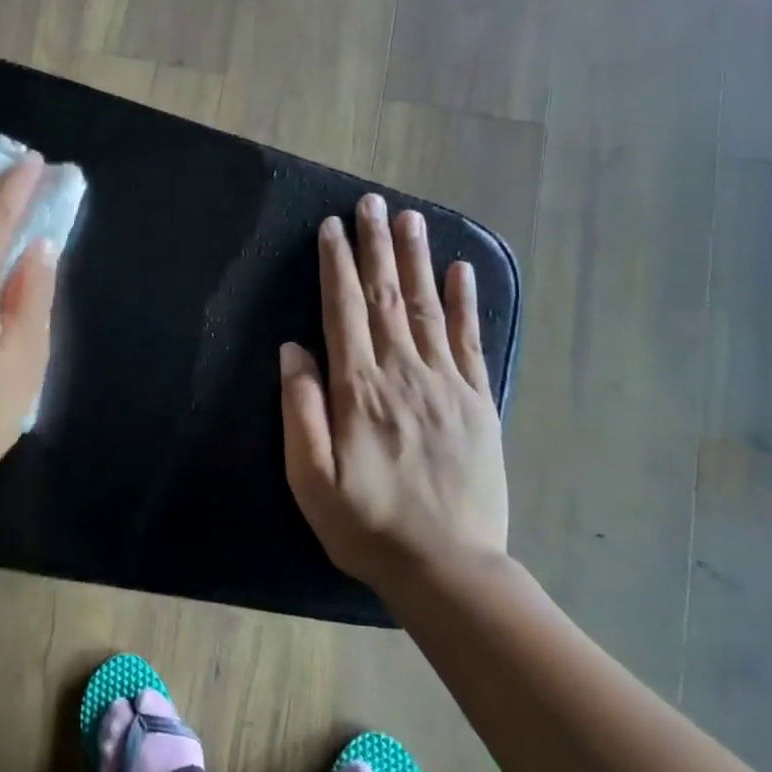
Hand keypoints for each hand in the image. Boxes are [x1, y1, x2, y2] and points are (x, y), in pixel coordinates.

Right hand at [279, 194, 508, 589]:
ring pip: (429, 308)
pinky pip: (471, 341)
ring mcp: (446, 385)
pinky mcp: (478, 402)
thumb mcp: (310, 479)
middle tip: (372, 203)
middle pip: (387, 297)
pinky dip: (467, 302)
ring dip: (417, 259)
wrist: (448, 568)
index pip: (344, 311)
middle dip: (376, 246)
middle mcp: (403, 374)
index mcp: (359, 390)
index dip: (337, 266)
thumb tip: (293, 349)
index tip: (332, 227)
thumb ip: (302, 409)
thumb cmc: (366, 524)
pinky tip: (461, 270)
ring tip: (410, 219)